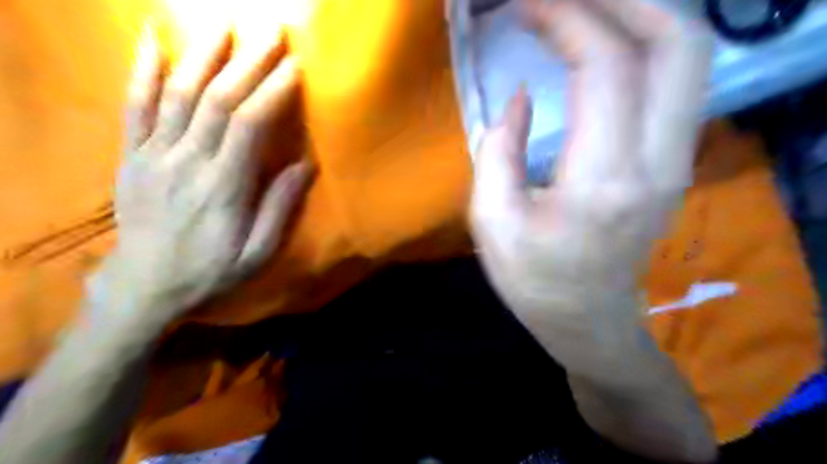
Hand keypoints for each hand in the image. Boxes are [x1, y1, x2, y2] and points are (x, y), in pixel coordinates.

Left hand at [91, 22, 309, 325]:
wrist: (145, 285)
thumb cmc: (211, 270)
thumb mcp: (258, 253)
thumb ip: (280, 208)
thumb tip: (305, 165)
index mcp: (223, 187)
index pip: (248, 124)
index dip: (272, 91)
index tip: (293, 66)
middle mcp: (187, 161)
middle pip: (217, 99)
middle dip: (247, 61)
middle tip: (270, 32)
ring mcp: (154, 154)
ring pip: (178, 93)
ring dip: (203, 54)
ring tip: (224, 24)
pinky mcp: (132, 155)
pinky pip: (134, 105)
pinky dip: (142, 68)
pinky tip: (152, 38)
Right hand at [472, 0, 711, 357]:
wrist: (587, 320)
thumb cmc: (533, 281)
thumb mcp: (492, 223)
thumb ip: (499, 153)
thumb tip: (521, 98)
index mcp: (602, 181)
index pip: (606, 68)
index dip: (566, 19)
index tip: (525, 5)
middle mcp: (657, 162)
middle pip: (676, 43)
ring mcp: (676, 161)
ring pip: (687, 58)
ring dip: (638, 15)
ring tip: (582, 8)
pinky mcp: (673, 163)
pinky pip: (673, 84)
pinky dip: (643, 47)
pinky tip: (603, 45)